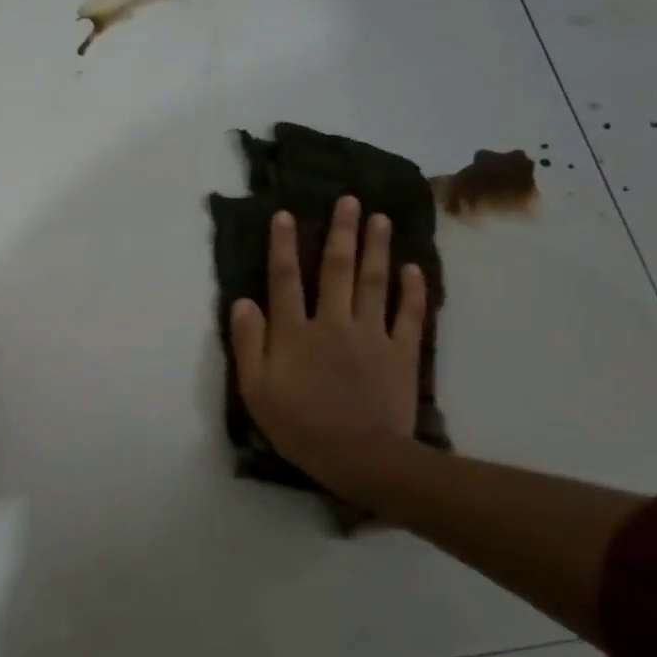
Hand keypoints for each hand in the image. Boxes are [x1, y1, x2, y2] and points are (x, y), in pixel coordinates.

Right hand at [230, 196, 427, 504]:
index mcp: (295, 331)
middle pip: (337, 269)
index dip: (284, 245)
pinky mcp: (401, 352)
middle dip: (342, 232)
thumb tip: (243, 301)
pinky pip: (409, 314)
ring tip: (381, 218)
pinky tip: (413, 268)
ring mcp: (371, 334)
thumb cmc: (299, 425)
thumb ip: (248, 343)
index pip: (286, 278)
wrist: (360, 456)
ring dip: (376, 248)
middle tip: (350, 200)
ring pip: (374, 282)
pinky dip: (413, 289)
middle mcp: (333, 321)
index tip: (286, 215)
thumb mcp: (255, 390)